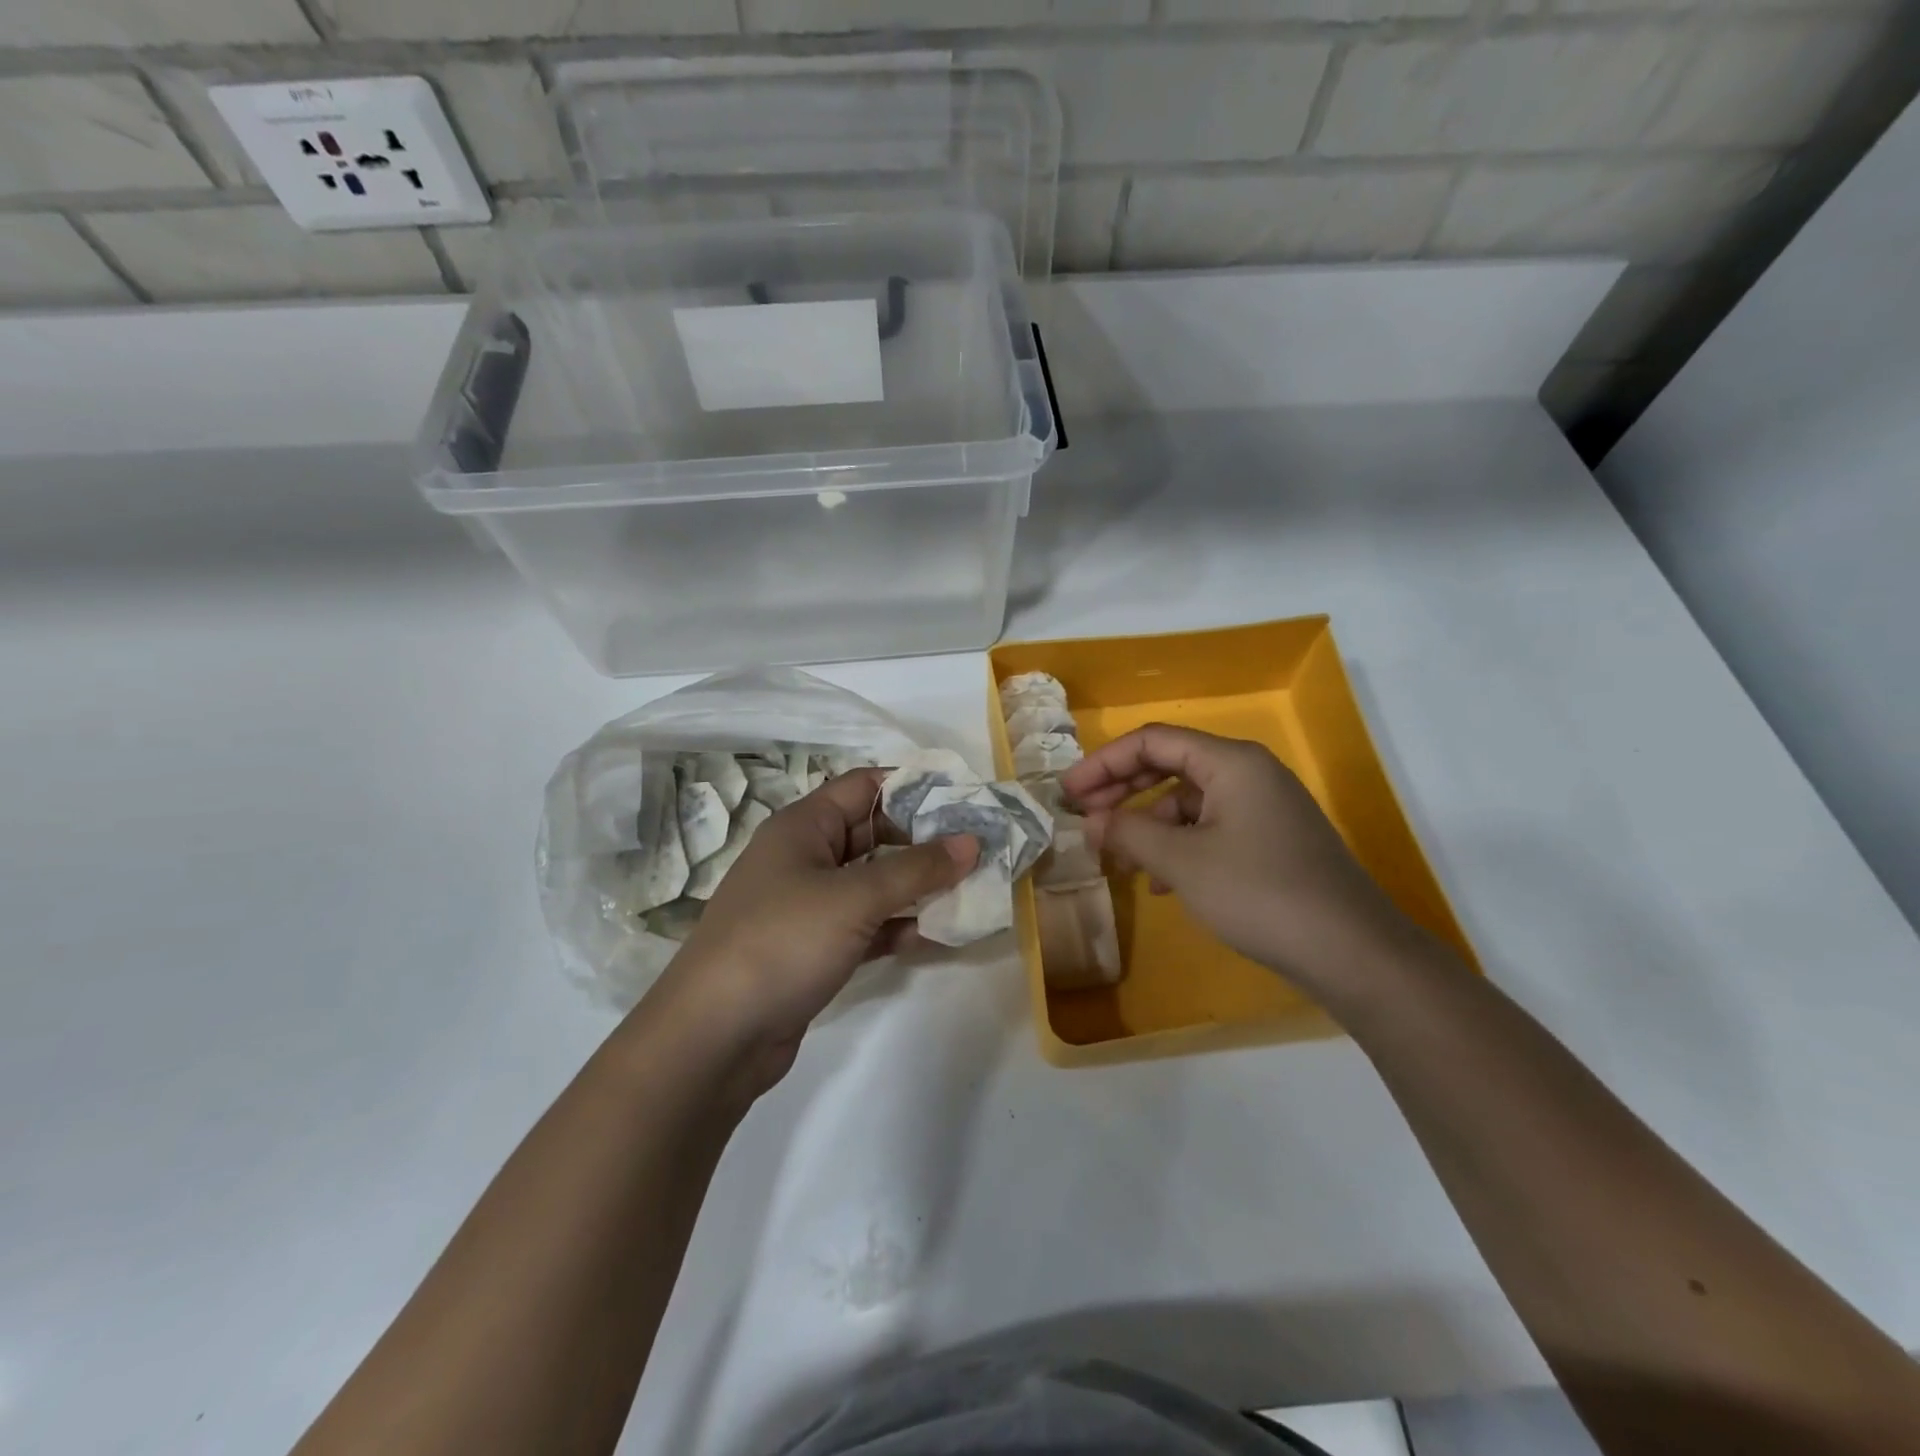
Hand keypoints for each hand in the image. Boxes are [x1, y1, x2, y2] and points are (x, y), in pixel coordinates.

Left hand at [650, 768, 977, 1094]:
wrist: (715, 1036)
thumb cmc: (783, 942)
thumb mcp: (855, 897)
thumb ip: (917, 868)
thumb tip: (971, 840)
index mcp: (804, 826)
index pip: (865, 786)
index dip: (914, 787)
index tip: (965, 799)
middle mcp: (806, 858)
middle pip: (874, 834)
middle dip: (925, 842)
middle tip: (979, 849)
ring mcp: (809, 906)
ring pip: (874, 883)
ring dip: (917, 888)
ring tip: (971, 891)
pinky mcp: (815, 948)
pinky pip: (867, 925)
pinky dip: (898, 927)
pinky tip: (936, 936)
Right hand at [1061, 724, 1418, 1001]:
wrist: (1352, 952)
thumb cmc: (1260, 894)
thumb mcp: (1182, 862)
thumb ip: (1128, 833)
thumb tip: (1090, 822)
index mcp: (1231, 762)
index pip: (1153, 741)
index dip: (1104, 763)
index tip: (1068, 793)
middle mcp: (1249, 773)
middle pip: (1170, 765)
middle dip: (1122, 790)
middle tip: (1084, 816)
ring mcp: (1264, 807)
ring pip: (1189, 800)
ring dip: (1149, 824)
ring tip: (1120, 858)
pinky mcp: (1271, 840)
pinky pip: (1211, 827)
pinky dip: (1179, 846)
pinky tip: (1163, 883)